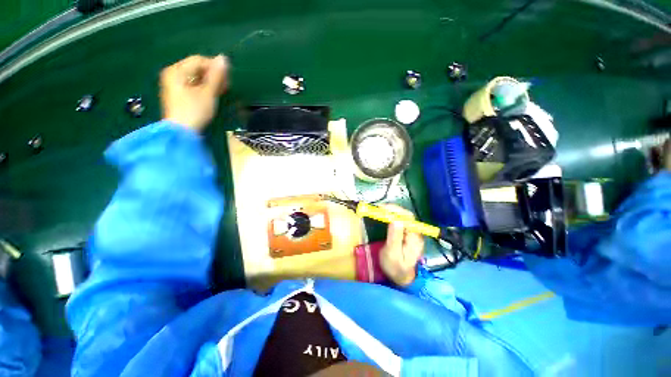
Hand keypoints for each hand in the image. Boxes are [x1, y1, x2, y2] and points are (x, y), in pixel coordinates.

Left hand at [160, 55, 229, 131]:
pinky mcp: (177, 94)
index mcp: (177, 70)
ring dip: (209, 82)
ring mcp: (173, 84)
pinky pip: (192, 85)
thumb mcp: (208, 93)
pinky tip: (211, 95)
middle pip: (196, 68)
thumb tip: (224, 58)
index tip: (227, 80)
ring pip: (195, 77)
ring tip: (221, 92)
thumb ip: (216, 76)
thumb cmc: (194, 111)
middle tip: (226, 87)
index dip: (215, 67)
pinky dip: (203, 88)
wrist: (181, 132)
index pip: (199, 60)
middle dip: (212, 75)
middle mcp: (173, 73)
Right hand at [378, 205, 424, 286]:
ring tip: (380, 209)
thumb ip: (395, 238)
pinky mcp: (406, 233)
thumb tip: (396, 221)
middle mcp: (415, 233)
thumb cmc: (395, 267)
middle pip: (406, 216)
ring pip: (403, 217)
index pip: (408, 219)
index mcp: (414, 238)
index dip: (396, 211)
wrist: (400, 277)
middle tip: (379, 208)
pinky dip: (391, 216)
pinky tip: (384, 215)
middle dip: (393, 209)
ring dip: (392, 211)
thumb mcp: (393, 254)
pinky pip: (400, 221)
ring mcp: (411, 233)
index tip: (383, 208)